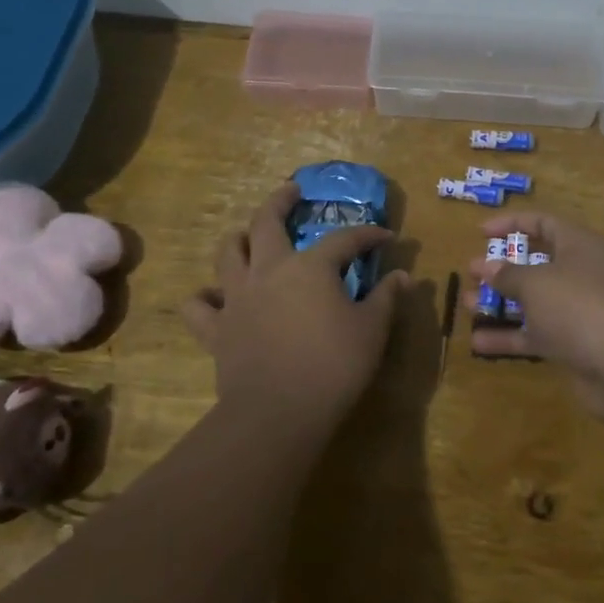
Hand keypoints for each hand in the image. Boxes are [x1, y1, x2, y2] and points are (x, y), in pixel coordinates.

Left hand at [182, 181, 406, 423]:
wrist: (278, 413)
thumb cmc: (333, 366)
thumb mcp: (371, 330)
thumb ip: (386, 298)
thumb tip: (403, 276)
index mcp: (310, 266)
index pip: (345, 239)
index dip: (368, 234)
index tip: (386, 237)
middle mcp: (269, 270)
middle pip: (266, 221)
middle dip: (281, 200)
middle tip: (292, 190)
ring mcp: (238, 297)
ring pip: (228, 253)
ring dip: (239, 239)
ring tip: (249, 237)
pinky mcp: (217, 329)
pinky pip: (200, 305)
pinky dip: (205, 297)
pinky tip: (215, 297)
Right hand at [468, 212, 603, 423]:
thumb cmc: (580, 306)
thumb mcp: (536, 283)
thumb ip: (508, 274)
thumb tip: (486, 265)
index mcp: (579, 246)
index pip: (545, 223)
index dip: (513, 223)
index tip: (481, 232)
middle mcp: (583, 274)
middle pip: (539, 264)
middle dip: (504, 268)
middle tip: (472, 273)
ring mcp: (581, 312)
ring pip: (535, 302)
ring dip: (501, 303)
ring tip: (466, 305)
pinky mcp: (577, 346)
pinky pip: (539, 335)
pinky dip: (511, 337)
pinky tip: (478, 343)